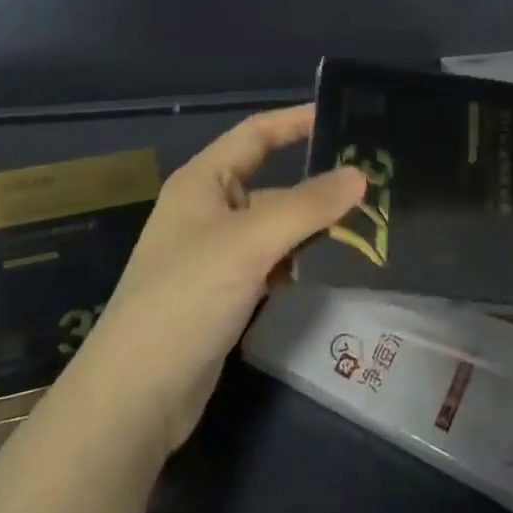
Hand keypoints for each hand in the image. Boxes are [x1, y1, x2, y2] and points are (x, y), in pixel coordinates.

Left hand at [65, 105, 365, 455]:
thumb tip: (360, 175)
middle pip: (272, 185)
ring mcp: (216, 255)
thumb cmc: (186, 297)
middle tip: (375, 187)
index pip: (255, 135)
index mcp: (202, 182)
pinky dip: (299, 263)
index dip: (296, 122)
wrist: (137, 395)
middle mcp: (208, 211)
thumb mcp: (249, 242)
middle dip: (317, 187)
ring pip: (275, 228)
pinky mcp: (225, 293)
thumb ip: (308, 206)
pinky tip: (332, 270)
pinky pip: (271, 263)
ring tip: (369, 228)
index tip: (343, 118)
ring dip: (313, 229)